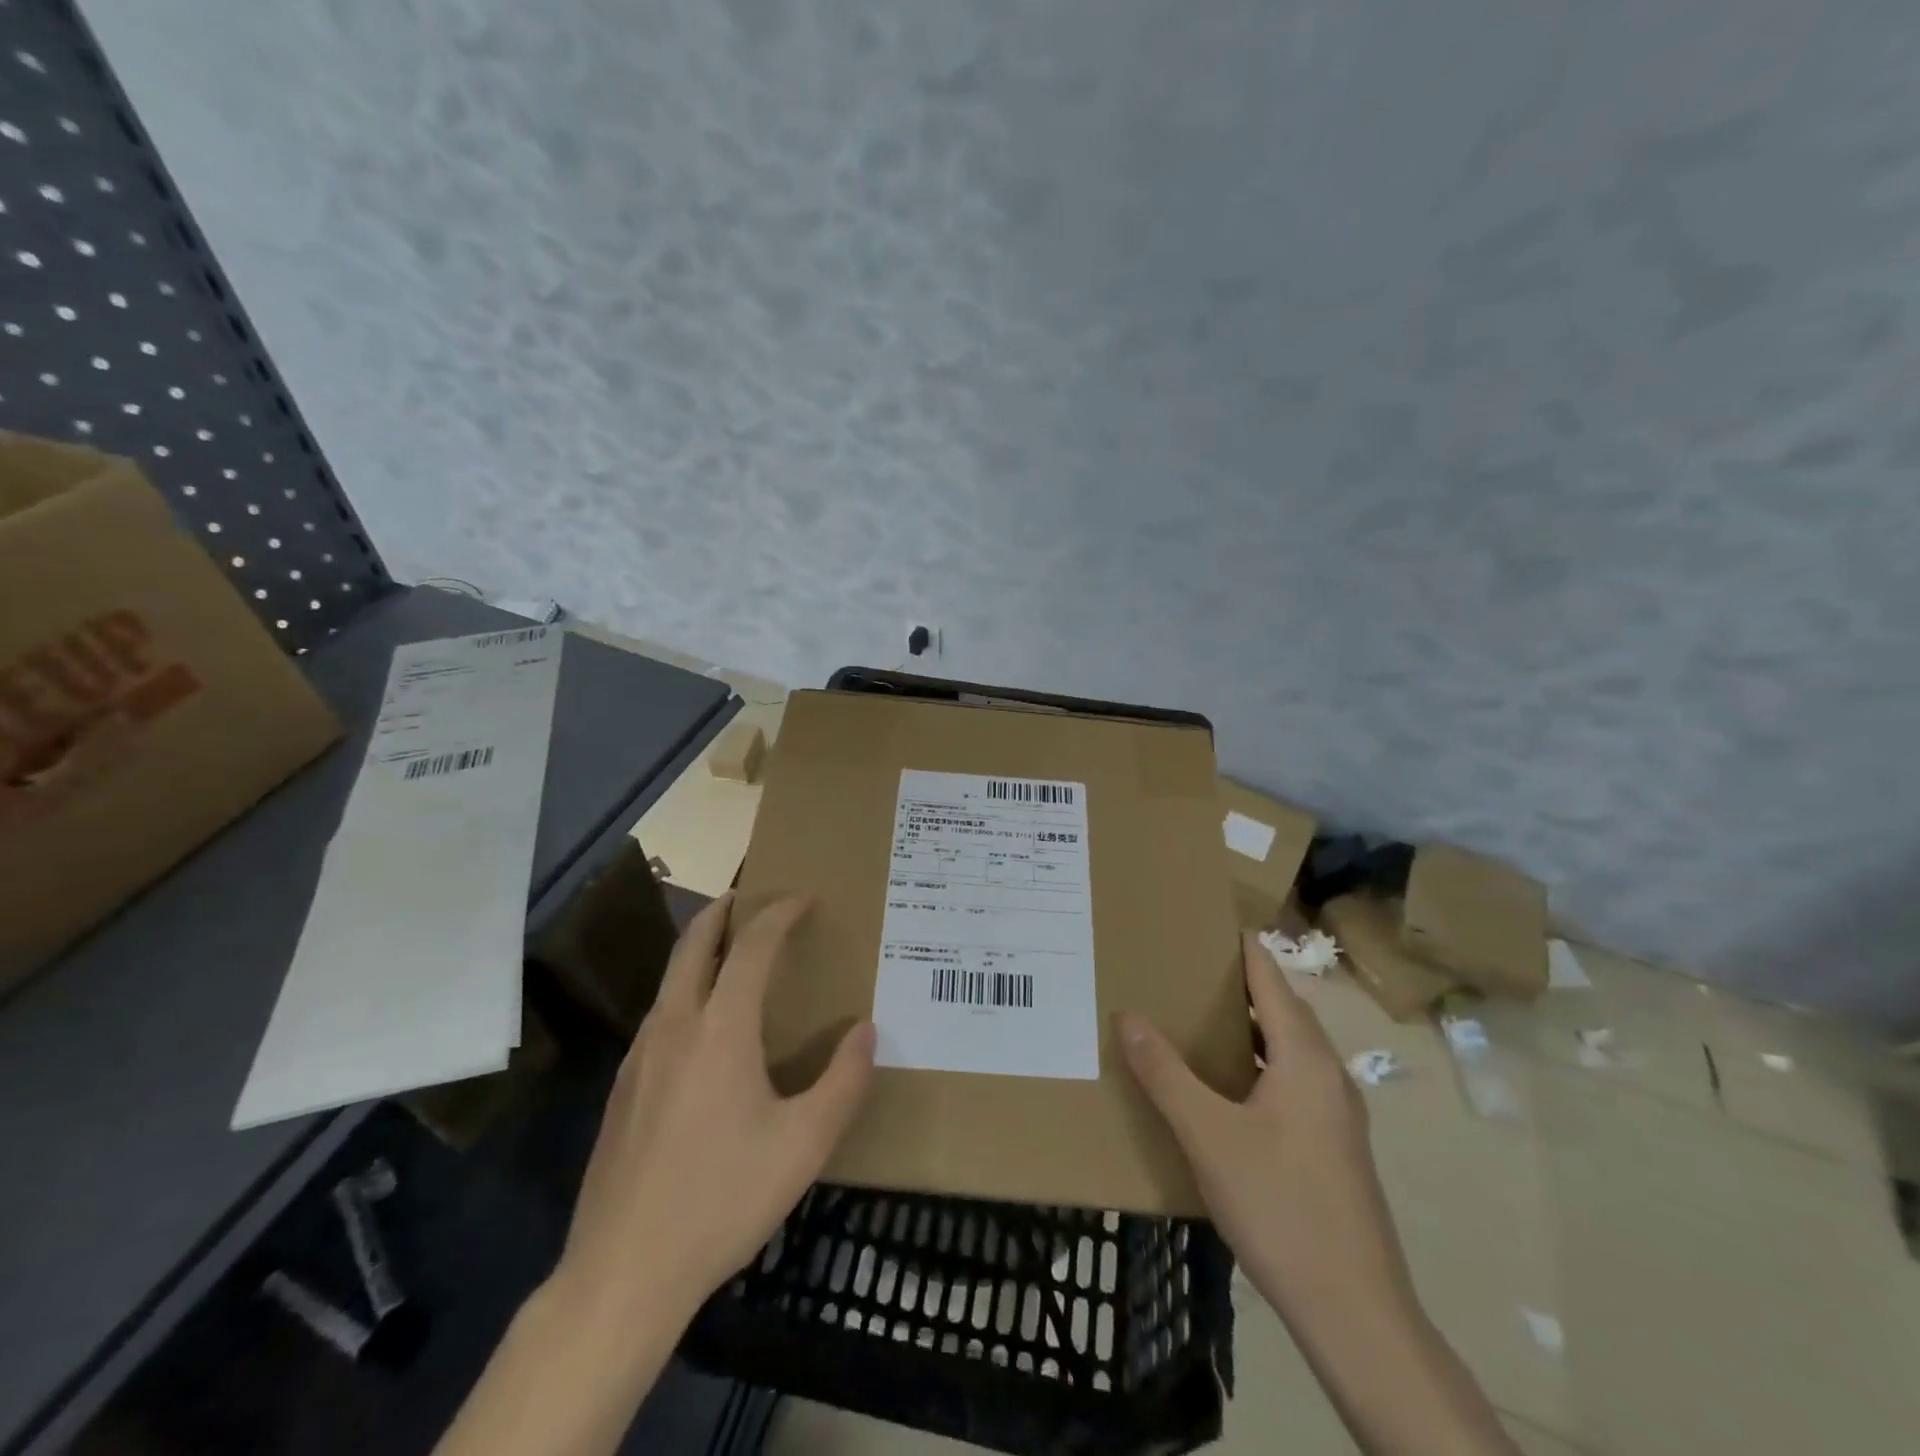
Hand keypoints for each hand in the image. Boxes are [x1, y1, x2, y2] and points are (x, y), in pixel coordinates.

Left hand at [553, 893, 876, 1324]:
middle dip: (723, 910)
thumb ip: (844, 1081)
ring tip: (733, 953)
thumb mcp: (804, 1145)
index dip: (779, 915)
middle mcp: (675, 1025)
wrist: (622, 1273)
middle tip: (750, 898)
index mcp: (720, 1029)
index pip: (752, 947)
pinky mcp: (623, 1087)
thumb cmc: (723, 1200)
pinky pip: (660, 1013)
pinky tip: (704, 1024)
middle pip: (693, 944)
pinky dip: (687, 988)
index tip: (802, 899)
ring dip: (701, 949)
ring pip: (671, 978)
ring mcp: (640, 1055)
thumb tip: (866, 1030)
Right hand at [1118, 931, 1412, 1322]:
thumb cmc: (1280, 1206)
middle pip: (1283, 1010)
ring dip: (1247, 1029)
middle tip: (1183, 968)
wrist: (1355, 1313)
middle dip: (1237, 985)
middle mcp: (1328, 1075)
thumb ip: (1165, 1073)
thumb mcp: (1208, 1136)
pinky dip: (1256, 1066)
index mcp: (1305, 1058)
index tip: (1203, 921)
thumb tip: (1128, 1016)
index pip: (1271, 978)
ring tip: (1195, 1020)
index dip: (1240, 947)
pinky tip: (1224, 1090)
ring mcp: (1336, 1114)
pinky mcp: (1333, 1147)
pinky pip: (1291, 1082)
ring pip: (1288, 1050)